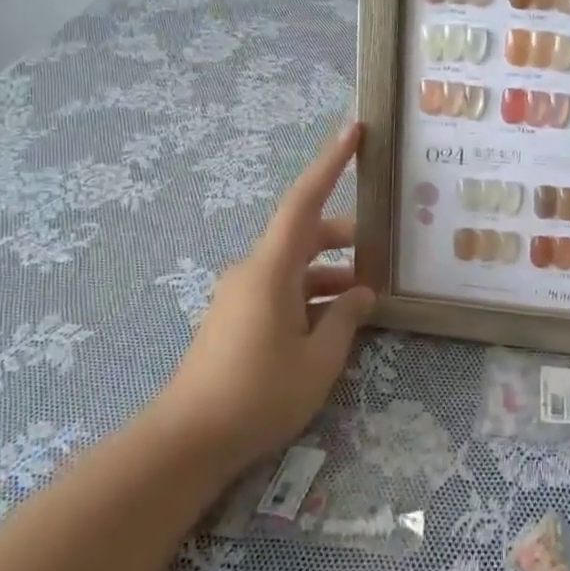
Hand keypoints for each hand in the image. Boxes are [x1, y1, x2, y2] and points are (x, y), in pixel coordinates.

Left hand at [153, 124, 376, 472]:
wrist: (187, 440)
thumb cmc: (258, 394)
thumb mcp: (318, 360)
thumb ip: (345, 319)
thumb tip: (361, 292)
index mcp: (271, 269)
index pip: (304, 201)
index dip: (330, 162)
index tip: (353, 129)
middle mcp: (253, 271)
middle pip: (304, 235)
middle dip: (344, 238)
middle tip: (383, 250)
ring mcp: (241, 294)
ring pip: (295, 266)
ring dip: (330, 274)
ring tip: (367, 298)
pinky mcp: (236, 317)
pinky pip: (282, 289)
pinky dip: (311, 295)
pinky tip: (336, 323)